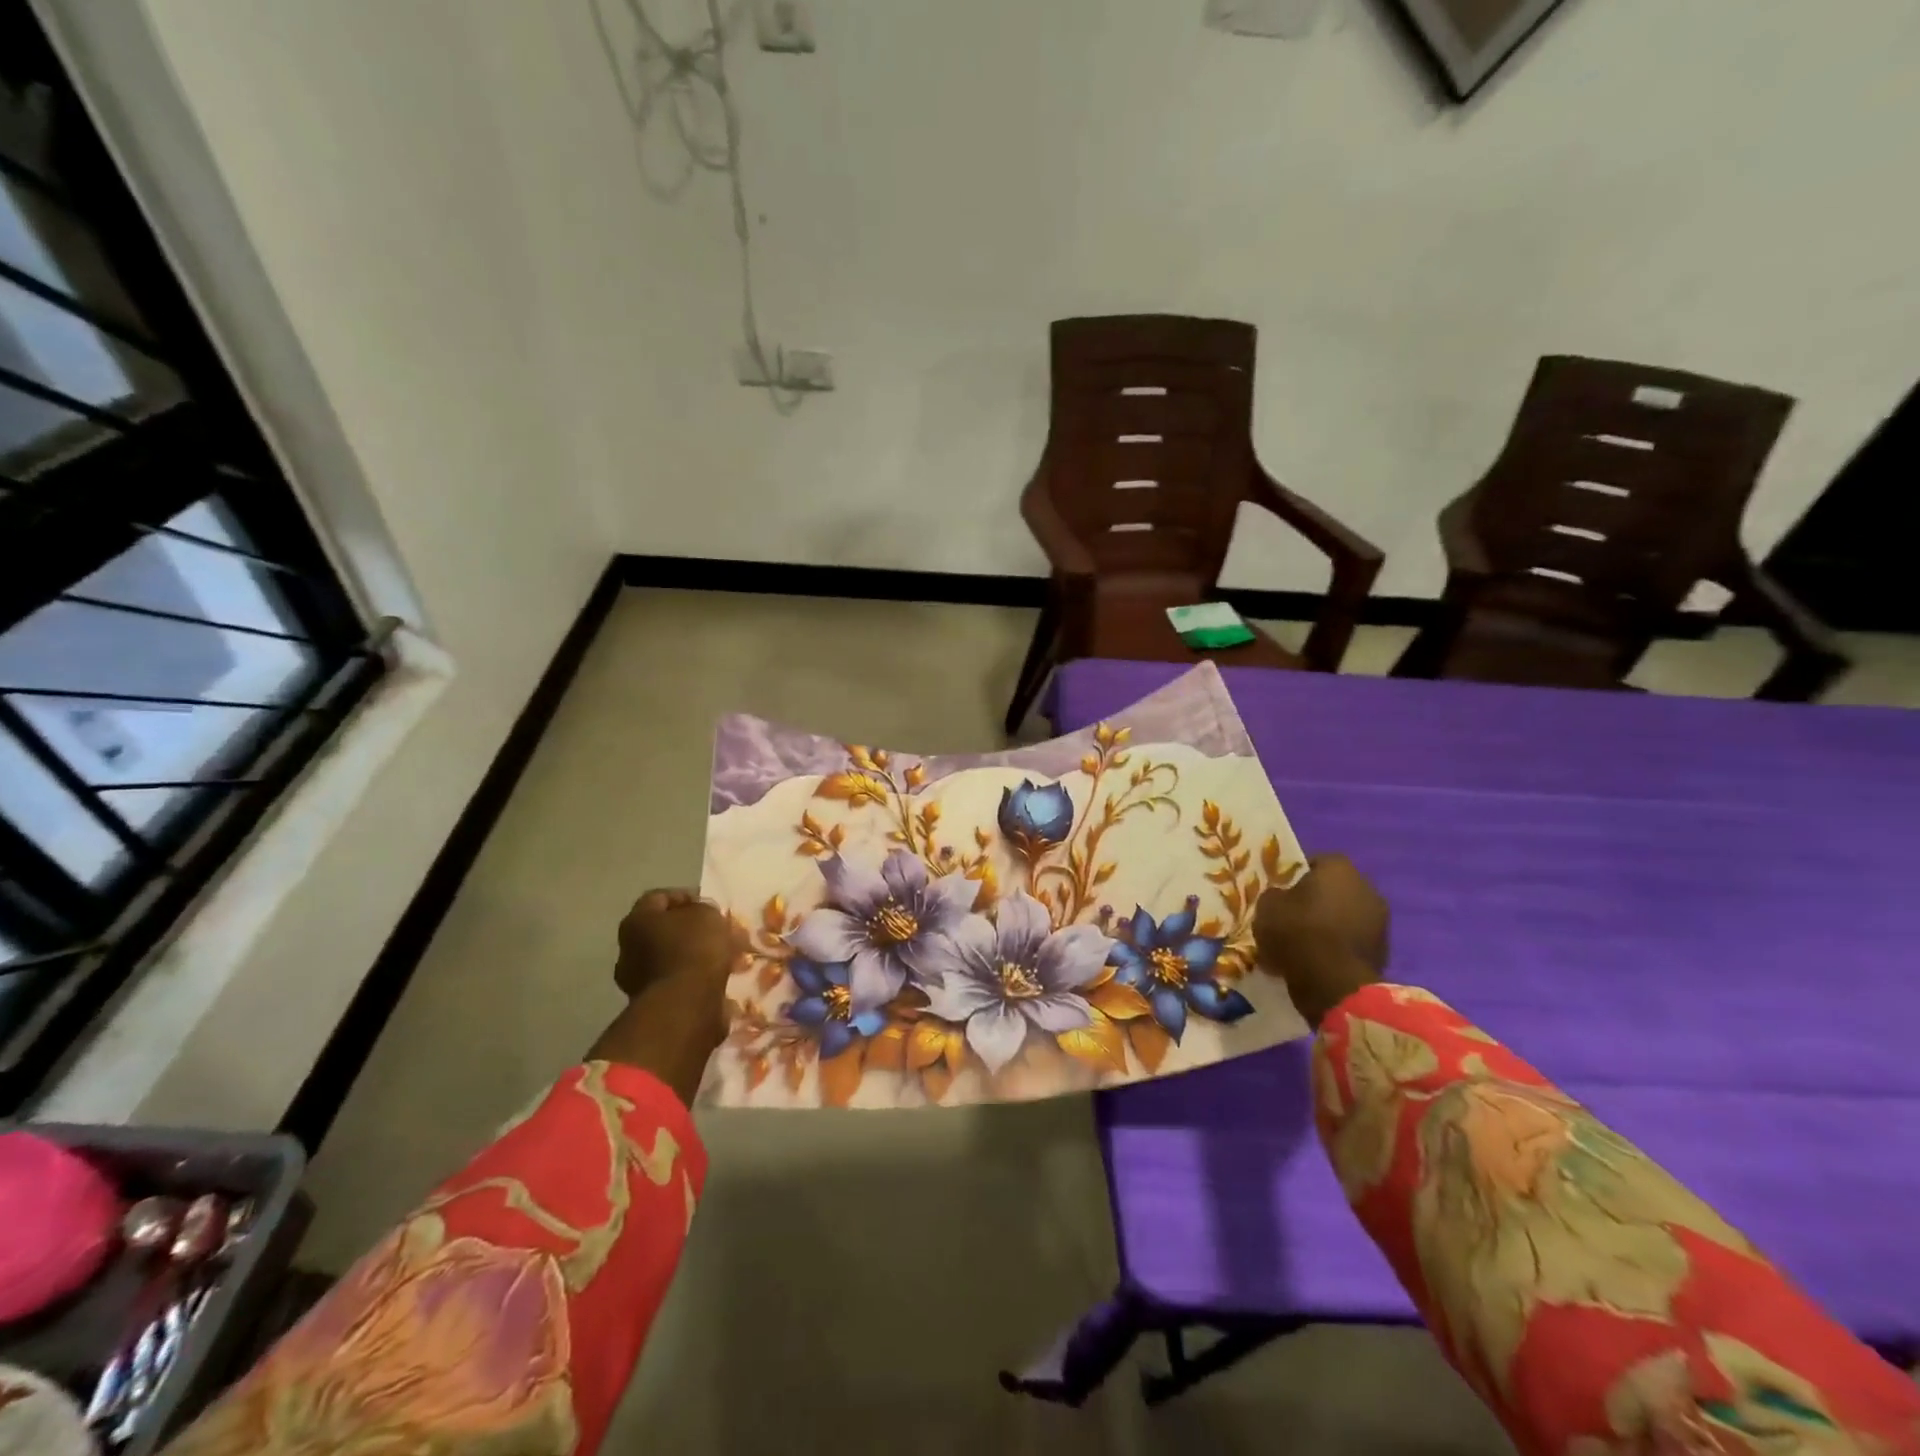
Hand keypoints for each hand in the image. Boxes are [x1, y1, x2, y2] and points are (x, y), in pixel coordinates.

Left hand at [615, 889, 739, 1002]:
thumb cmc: (693, 948)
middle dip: (693, 930)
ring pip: (673, 958)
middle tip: (719, 931)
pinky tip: (720, 978)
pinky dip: (697, 979)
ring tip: (728, 957)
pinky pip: (679, 983)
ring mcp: (638, 981)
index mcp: (636, 922)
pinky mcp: (653, 1005)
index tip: (709, 904)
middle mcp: (629, 950)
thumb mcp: (706, 914)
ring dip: (697, 956)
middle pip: (664, 931)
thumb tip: (701, 918)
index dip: (686, 896)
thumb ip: (703, 909)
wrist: (685, 1005)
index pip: (658, 898)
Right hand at [1252, 854, 1390, 1028]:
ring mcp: (1380, 921)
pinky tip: (1316, 962)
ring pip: (1343, 917)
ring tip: (1301, 945)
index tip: (1279, 894)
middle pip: (1332, 890)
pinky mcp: (1383, 951)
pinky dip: (1336, 948)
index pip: (1314, 862)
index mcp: (1339, 868)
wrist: (1334, 985)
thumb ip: (1274, 896)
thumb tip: (1281, 899)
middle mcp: (1366, 887)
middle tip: (1289, 918)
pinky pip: (1350, 942)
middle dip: (1313, 902)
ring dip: (1326, 926)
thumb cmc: (1298, 933)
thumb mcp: (1266, 907)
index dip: (1294, 877)